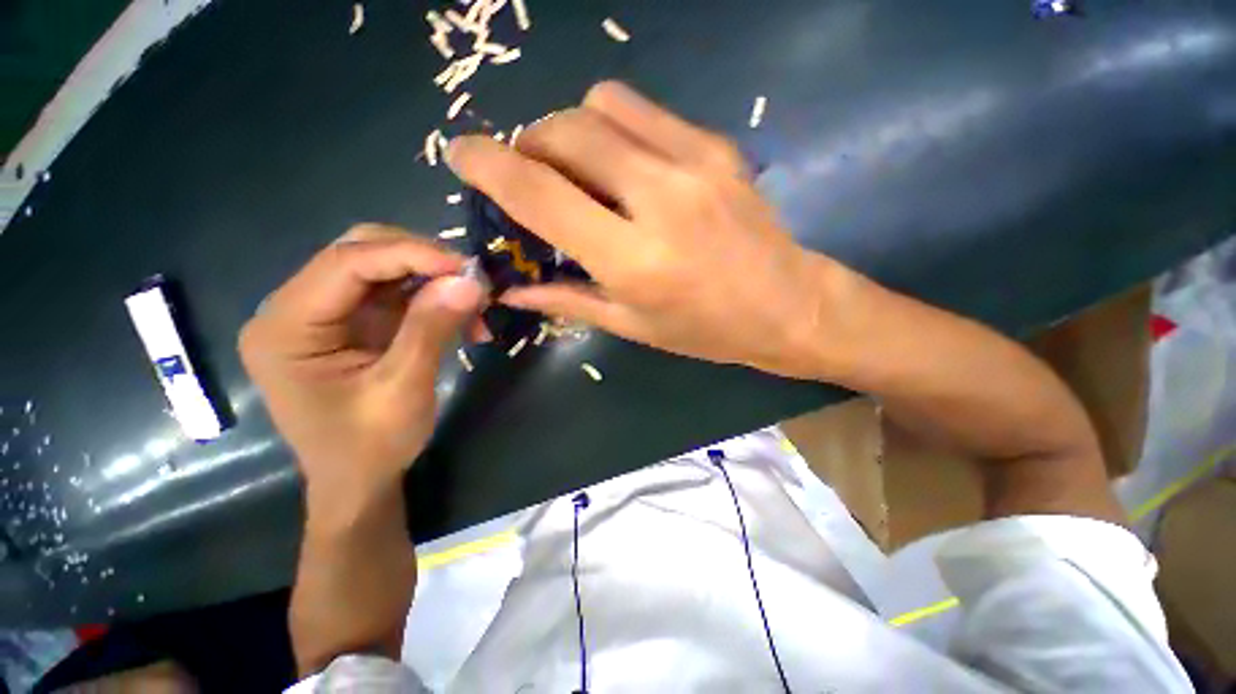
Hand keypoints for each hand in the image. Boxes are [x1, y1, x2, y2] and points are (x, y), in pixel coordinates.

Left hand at [238, 225, 484, 505]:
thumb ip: (431, 328)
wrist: (359, 482)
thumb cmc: (369, 446)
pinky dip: (433, 300)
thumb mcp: (403, 388)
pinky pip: (396, 294)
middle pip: (359, 254)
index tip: (466, 267)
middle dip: (421, 260)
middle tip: (470, 280)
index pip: (346, 263)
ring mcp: (325, 315)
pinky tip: (462, 318)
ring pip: (383, 269)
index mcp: (285, 327)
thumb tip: (470, 281)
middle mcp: (295, 309)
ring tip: (475, 305)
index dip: (410, 255)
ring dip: (433, 281)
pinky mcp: (353, 324)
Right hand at [446, 81, 833, 376]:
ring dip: (572, 131)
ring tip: (580, 170)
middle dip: (531, 144)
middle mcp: (658, 199)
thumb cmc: (706, 330)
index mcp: (633, 259)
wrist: (787, 306)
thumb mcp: (632, 324)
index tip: (461, 152)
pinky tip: (625, 163)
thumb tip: (511, 289)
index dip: (489, 165)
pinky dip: (614, 126)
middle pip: (565, 132)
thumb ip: (567, 298)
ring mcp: (693, 162)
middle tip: (533, 175)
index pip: (540, 194)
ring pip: (600, 105)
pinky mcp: (716, 146)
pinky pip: (643, 110)